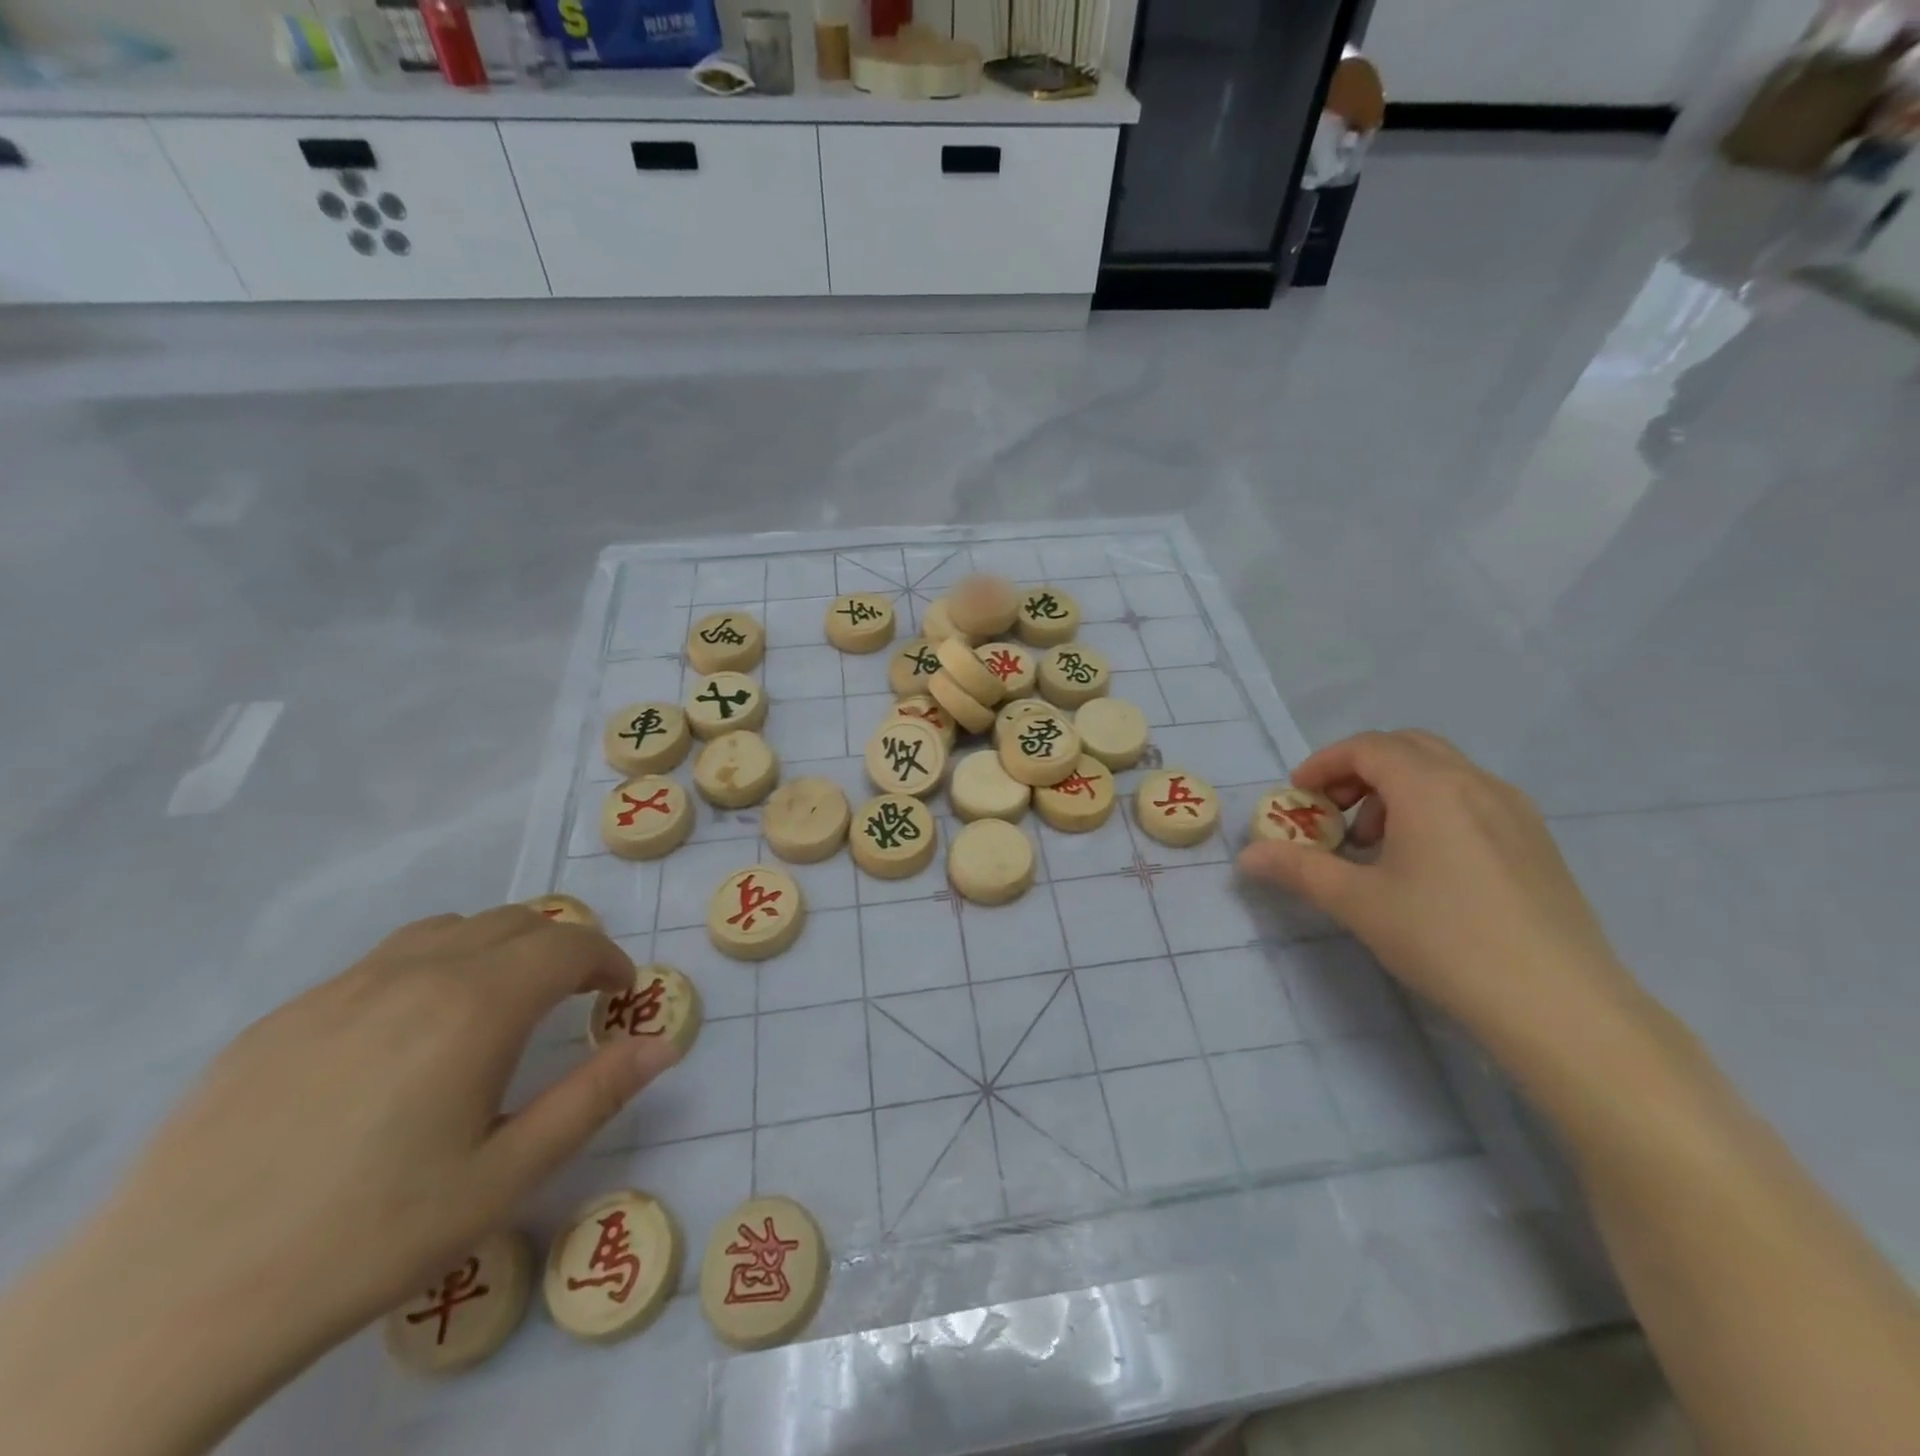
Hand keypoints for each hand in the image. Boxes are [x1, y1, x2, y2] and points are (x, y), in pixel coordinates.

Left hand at [0, 905, 681, 1455]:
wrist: (165, 1305)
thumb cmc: (367, 1238)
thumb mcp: (504, 1177)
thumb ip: (594, 1097)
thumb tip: (662, 1043)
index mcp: (477, 1005)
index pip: (570, 943)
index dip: (608, 960)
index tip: (619, 995)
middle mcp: (417, 973)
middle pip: (516, 922)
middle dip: (562, 948)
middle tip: (571, 1000)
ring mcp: (342, 988)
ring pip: (450, 929)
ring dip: (497, 948)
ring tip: (498, 1005)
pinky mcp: (285, 1016)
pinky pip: (384, 960)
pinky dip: (432, 968)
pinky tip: (406, 1039)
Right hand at [1238, 730, 1641, 1048]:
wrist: (1560, 1005)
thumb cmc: (1445, 940)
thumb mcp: (1357, 903)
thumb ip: (1298, 869)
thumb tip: (1247, 857)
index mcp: (1431, 787)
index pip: (1367, 747)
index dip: (1324, 764)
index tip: (1297, 797)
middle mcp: (1476, 783)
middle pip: (1406, 748)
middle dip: (1358, 771)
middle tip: (1332, 812)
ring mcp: (1515, 811)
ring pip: (1442, 772)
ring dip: (1395, 790)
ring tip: (1375, 845)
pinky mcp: (1536, 842)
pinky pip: (1472, 799)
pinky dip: (1432, 808)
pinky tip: (1425, 865)